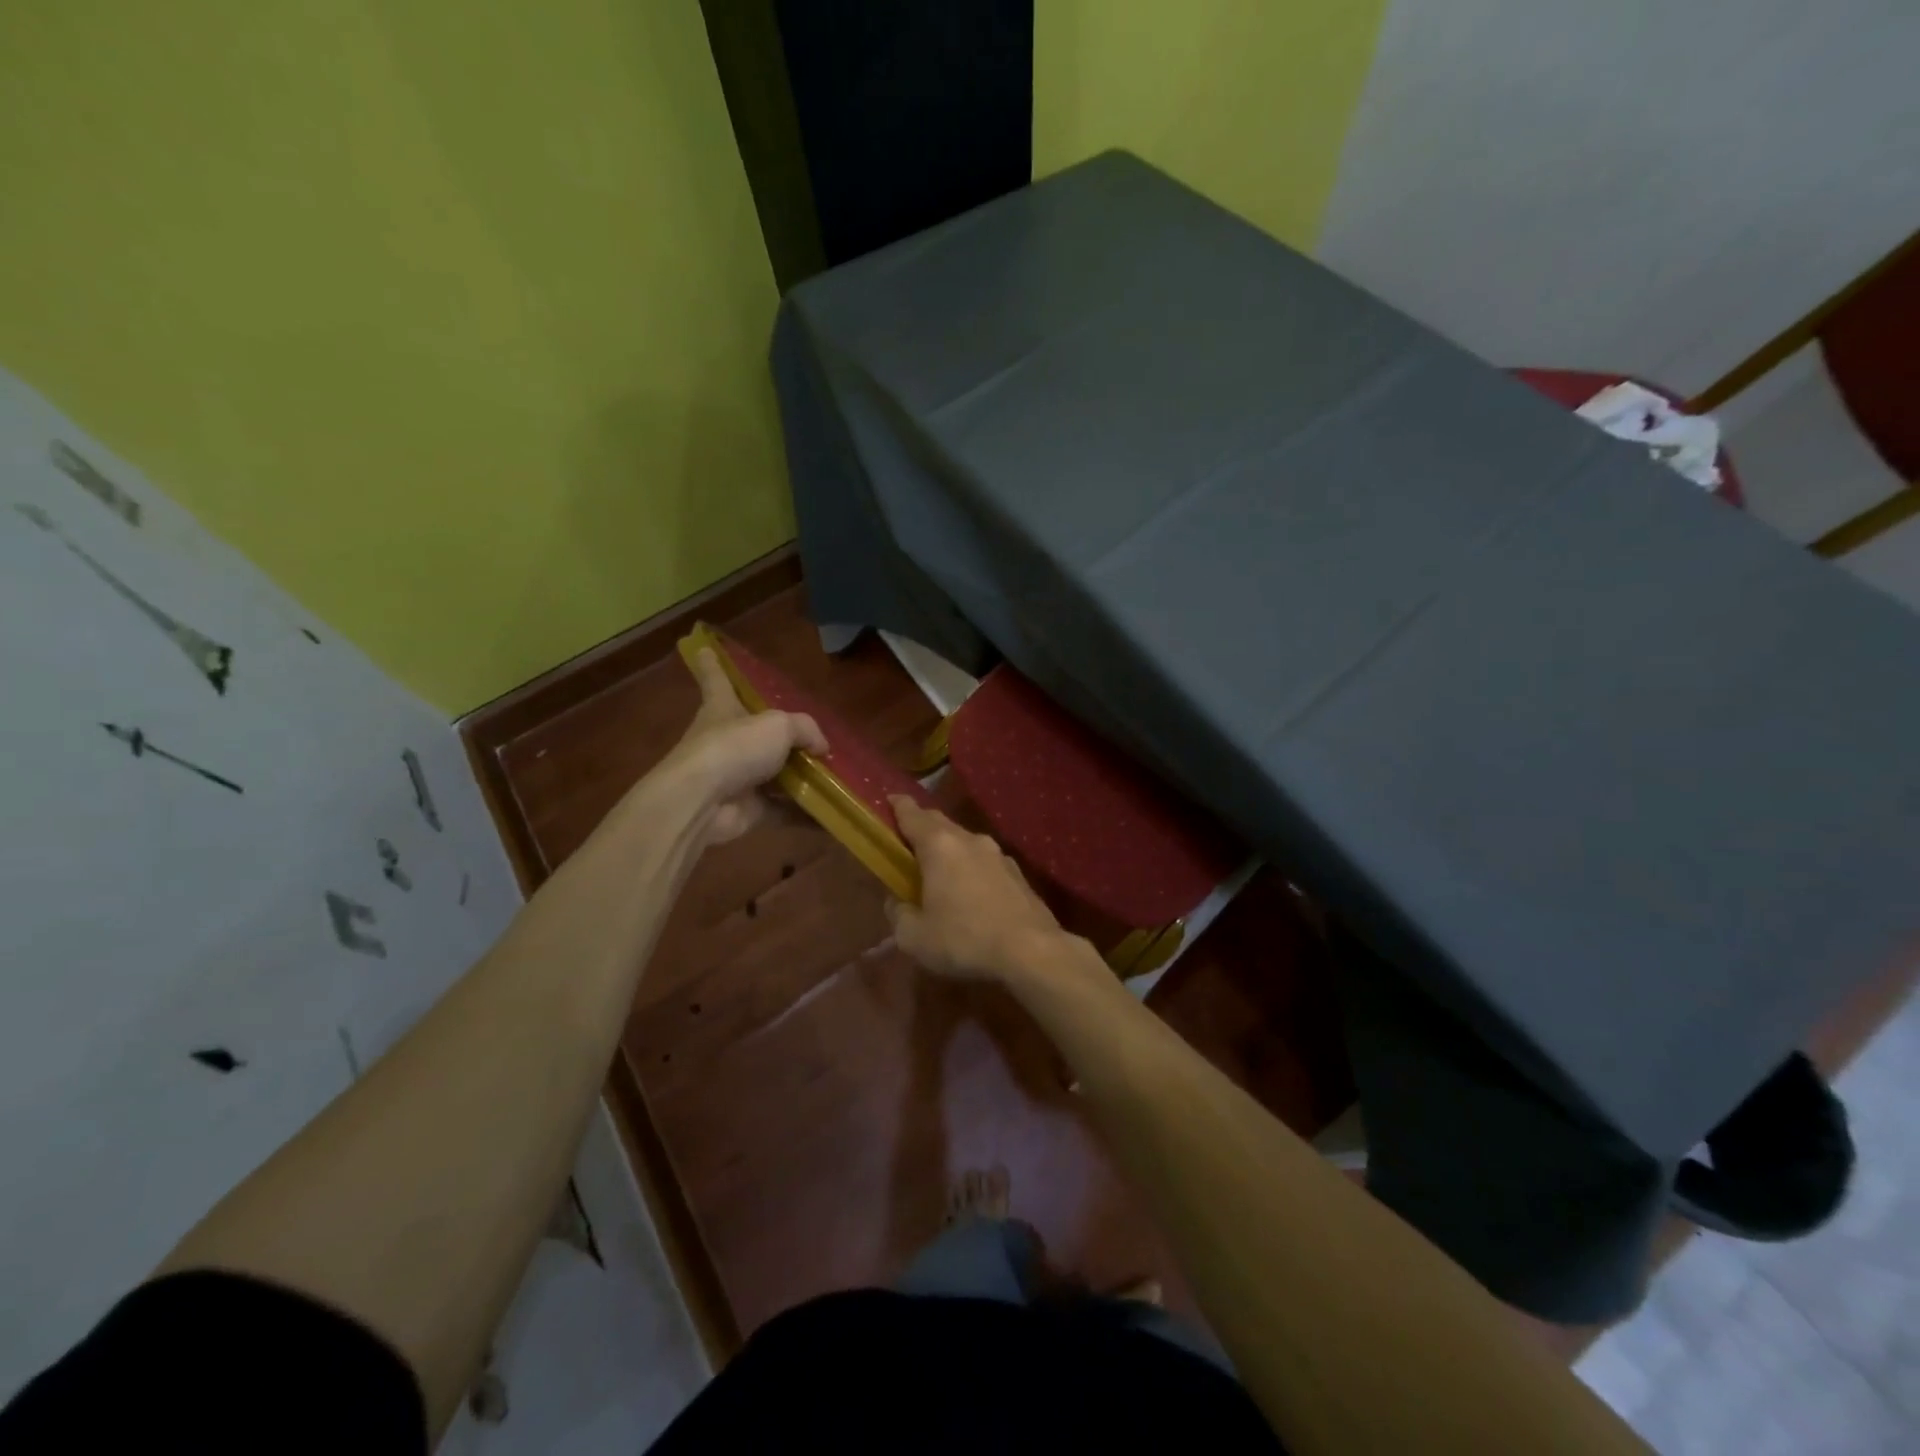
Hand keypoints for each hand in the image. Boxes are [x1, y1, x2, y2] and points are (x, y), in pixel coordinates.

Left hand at [655, 648, 826, 844]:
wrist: (702, 802)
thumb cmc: (734, 748)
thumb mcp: (778, 725)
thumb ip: (805, 730)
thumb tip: (822, 748)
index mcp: (723, 709)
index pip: (717, 679)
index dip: (713, 664)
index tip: (702, 647)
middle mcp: (727, 741)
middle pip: (756, 733)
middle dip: (782, 737)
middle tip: (815, 740)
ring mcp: (736, 778)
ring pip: (775, 775)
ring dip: (801, 778)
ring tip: (837, 778)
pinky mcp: (747, 809)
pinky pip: (782, 810)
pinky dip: (804, 815)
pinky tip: (832, 816)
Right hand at [886, 796, 1068, 981]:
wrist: (1031, 951)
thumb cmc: (964, 939)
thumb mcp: (914, 937)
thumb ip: (899, 914)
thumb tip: (897, 903)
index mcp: (939, 846)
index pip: (912, 814)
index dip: (898, 806)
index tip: (889, 800)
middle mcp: (970, 840)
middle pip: (940, 823)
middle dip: (922, 826)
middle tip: (907, 838)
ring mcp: (998, 855)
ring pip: (965, 842)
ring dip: (949, 849)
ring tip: (938, 869)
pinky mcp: (1018, 874)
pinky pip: (985, 862)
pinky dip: (971, 868)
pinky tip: (970, 891)